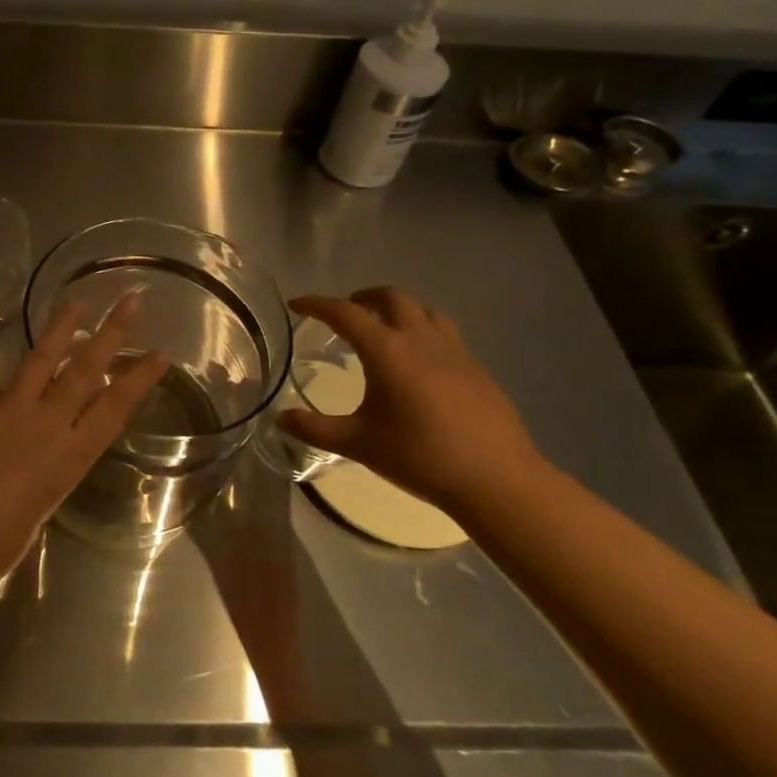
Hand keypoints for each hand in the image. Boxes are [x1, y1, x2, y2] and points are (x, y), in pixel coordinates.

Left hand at [0, 296, 169, 592]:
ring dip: (60, 328)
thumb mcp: (40, 505)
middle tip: (128, 300)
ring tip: (74, 300)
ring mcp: (7, 410)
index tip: (161, 351)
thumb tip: (40, 448)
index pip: (114, 407)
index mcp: (69, 457)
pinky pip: (0, 390)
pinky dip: (11, 387)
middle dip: (111, 333)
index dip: (139, 378)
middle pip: (84, 370)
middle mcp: (44, 424)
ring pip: (41, 360)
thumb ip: (47, 469)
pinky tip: (8, 392)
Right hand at [280, 287, 545, 512]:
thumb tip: (280, 417)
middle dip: (364, 297)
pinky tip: (418, 363)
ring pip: (424, 310)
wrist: (496, 479)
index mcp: (388, 352)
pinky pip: (444, 333)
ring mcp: (455, 352)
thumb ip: (314, 428)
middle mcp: (421, 340)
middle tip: (345, 312)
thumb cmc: (419, 457)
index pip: (345, 313)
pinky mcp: (476, 368)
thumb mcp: (358, 444)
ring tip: (383, 328)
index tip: (296, 304)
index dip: (317, 304)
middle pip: (392, 297)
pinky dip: (422, 331)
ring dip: (398, 309)